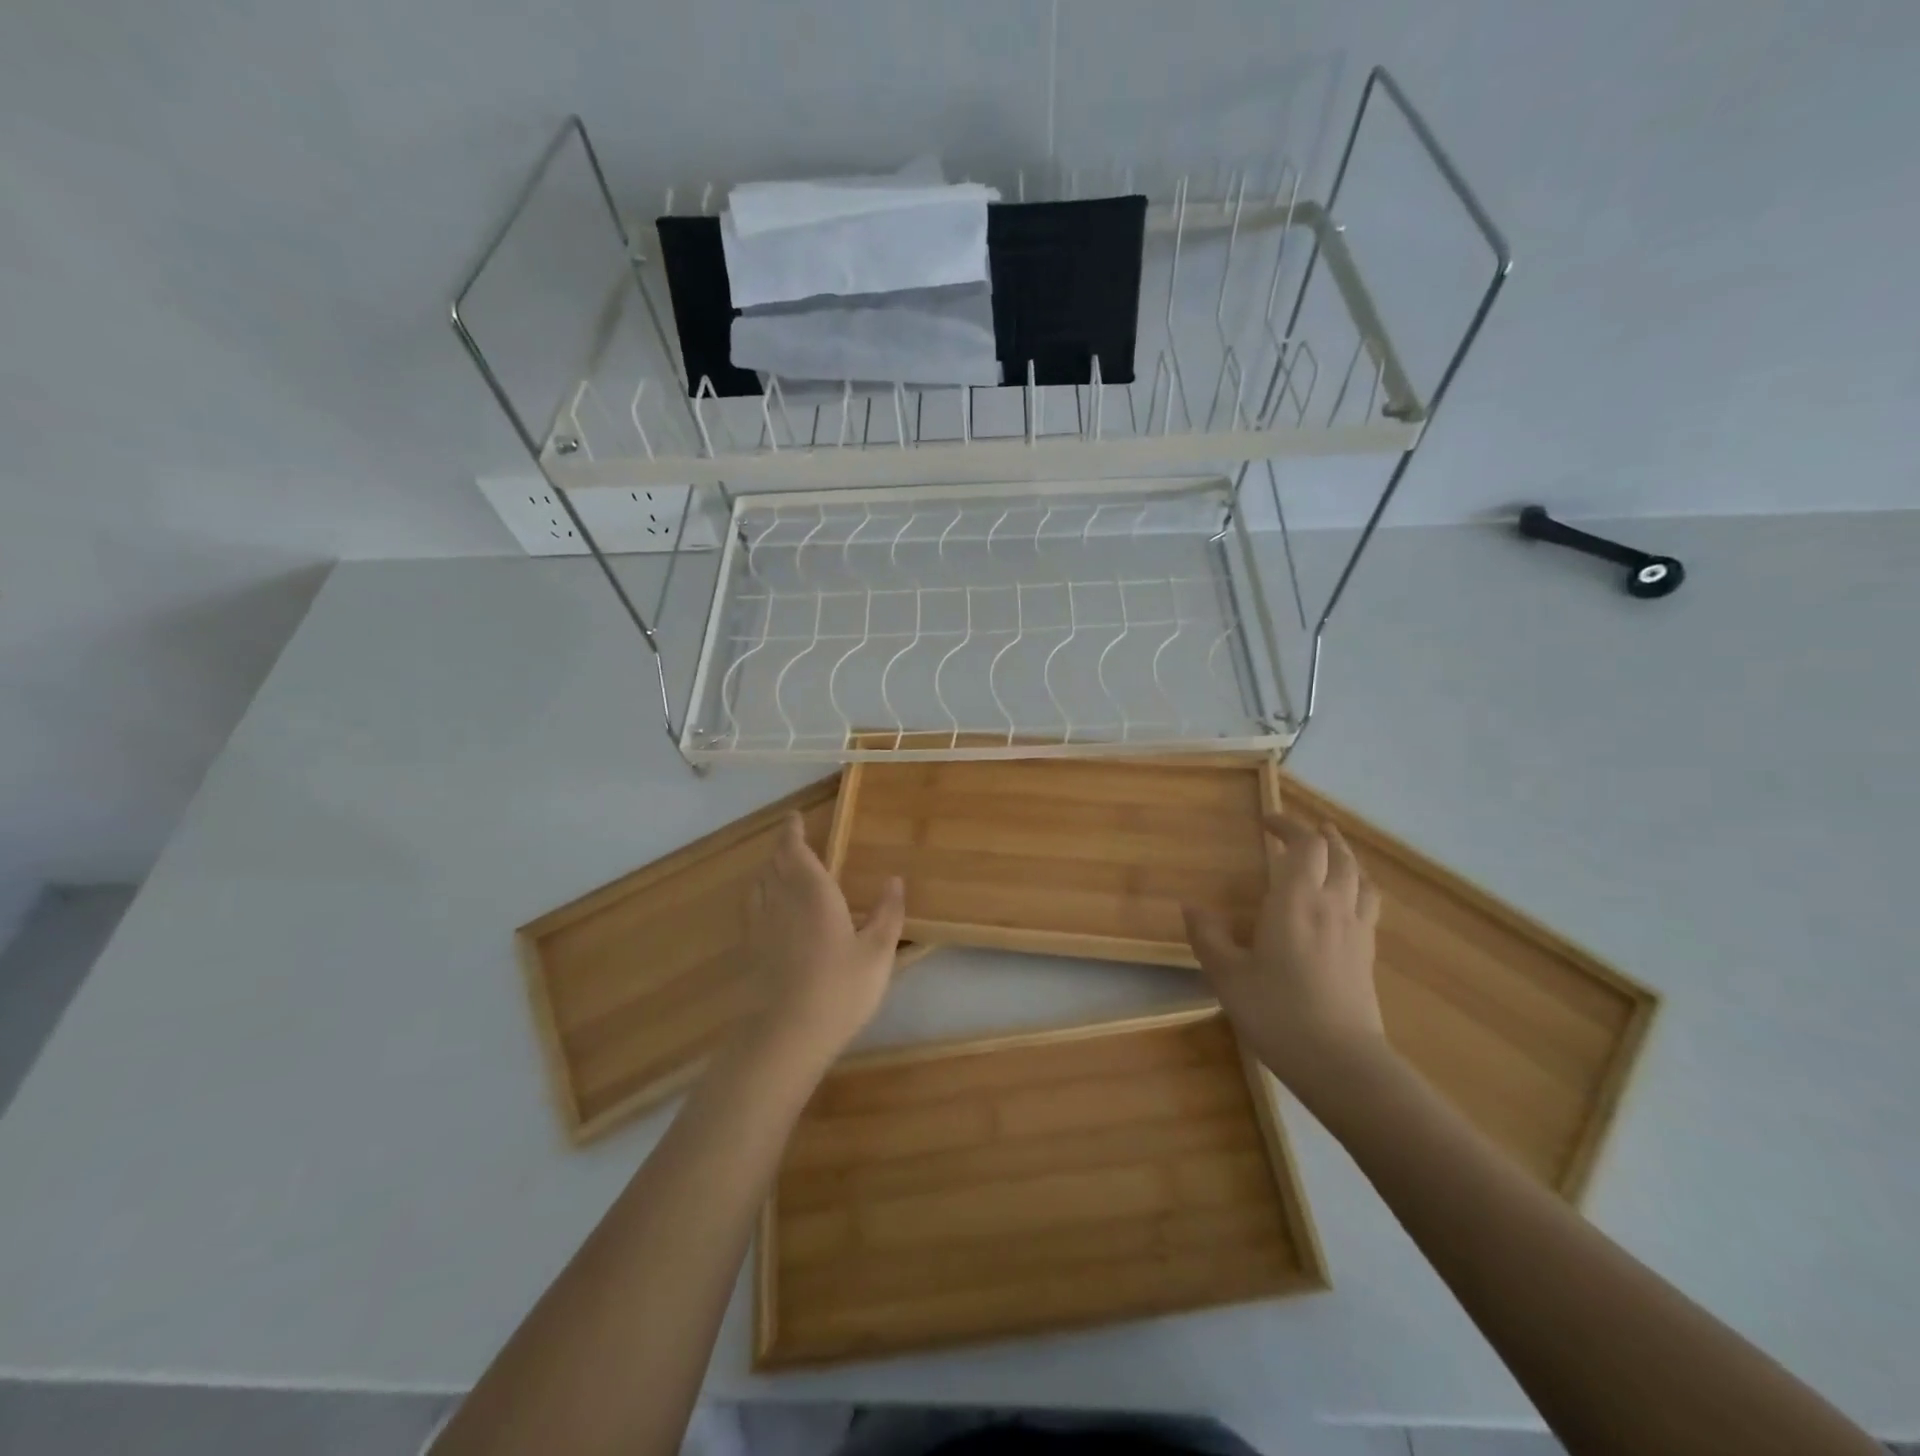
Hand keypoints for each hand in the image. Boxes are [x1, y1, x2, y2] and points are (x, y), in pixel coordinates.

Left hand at [743, 812, 905, 1064]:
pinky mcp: (750, 951)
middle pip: (774, 865)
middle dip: (782, 849)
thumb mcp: (877, 952)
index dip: (792, 832)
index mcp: (813, 894)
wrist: (786, 1035)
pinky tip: (769, 910)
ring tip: (779, 868)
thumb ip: (887, 913)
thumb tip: (895, 879)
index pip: (795, 852)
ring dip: (768, 870)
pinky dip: (759, 896)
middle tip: (792, 840)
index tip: (793, 818)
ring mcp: (761, 927)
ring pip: (759, 885)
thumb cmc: (840, 989)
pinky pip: (752, 909)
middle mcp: (781, 902)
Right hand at [1183, 814, 1390, 1096]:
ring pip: (1360, 876)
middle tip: (1298, 830)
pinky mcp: (1367, 953)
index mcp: (1295, 901)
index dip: (1288, 826)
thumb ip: (1209, 937)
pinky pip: (1369, 902)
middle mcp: (1331, 905)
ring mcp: (1355, 929)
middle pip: (1337, 854)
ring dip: (1345, 855)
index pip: (1303, 846)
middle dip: (1318, 835)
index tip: (1266, 820)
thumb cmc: (1277, 1012)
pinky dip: (1358, 884)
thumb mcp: (1228, 976)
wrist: (1341, 1062)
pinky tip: (1348, 897)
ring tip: (1332, 849)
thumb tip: (1191, 907)